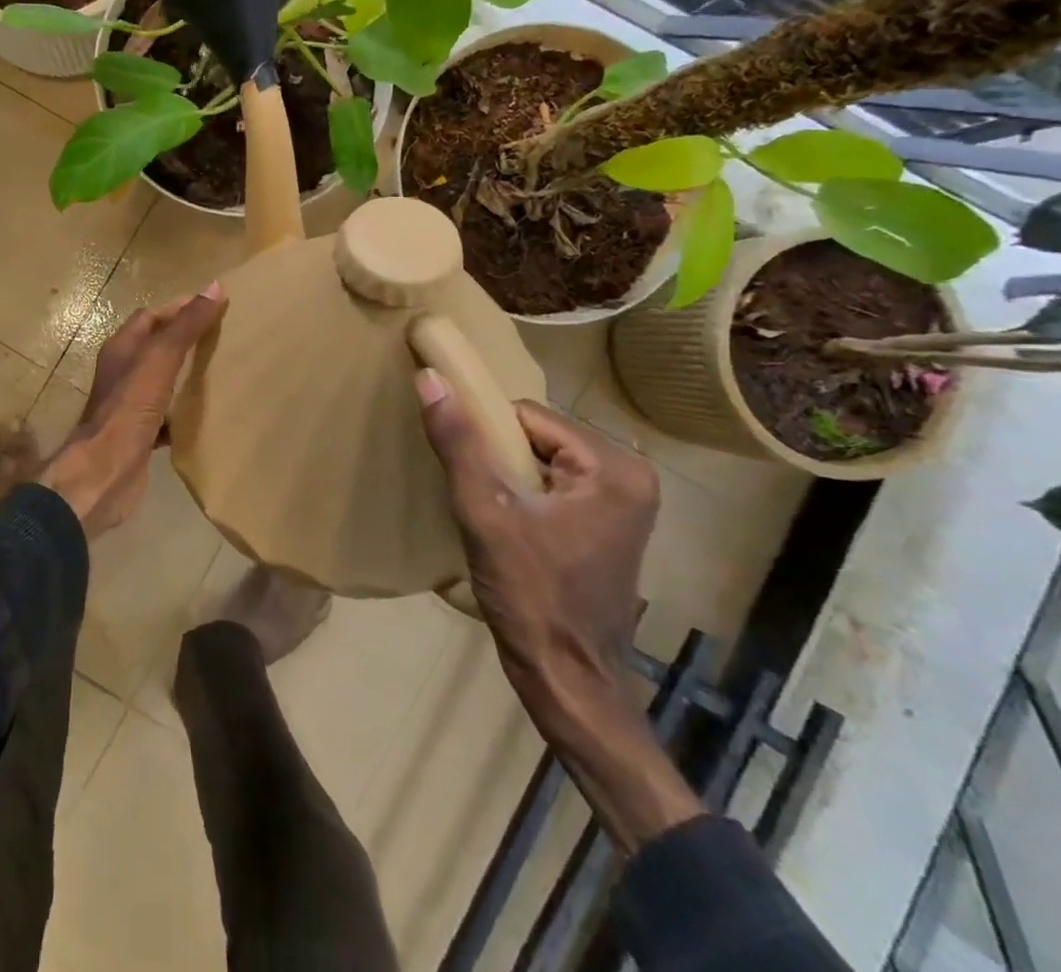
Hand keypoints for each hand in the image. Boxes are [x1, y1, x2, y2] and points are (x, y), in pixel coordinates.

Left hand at [42, 284, 226, 537]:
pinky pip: (166, 415)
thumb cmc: (128, 409)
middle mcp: (122, 373)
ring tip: (222, 371)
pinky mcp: (140, 435)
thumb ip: (185, 326)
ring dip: (186, 374)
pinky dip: (185, 410)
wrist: (104, 474)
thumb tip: (214, 288)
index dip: (179, 308)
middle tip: (224, 337)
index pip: (151, 316)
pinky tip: (208, 414)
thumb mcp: (159, 360)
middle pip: (156, 347)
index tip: (215, 306)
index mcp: (121, 349)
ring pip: (161, 381)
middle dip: (186, 340)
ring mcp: (129, 406)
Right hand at [415, 370, 657, 734]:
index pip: (527, 415)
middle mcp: (629, 478)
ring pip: (540, 460)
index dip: (486, 435)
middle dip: (498, 457)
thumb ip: (458, 443)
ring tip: (487, 512)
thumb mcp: (485, 513)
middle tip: (477, 496)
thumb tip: (431, 378)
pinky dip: (522, 496)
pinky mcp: (607, 527)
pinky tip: (505, 526)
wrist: (569, 681)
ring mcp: (623, 504)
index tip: (464, 467)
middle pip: (536, 436)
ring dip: (506, 477)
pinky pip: (552, 486)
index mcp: (613, 467)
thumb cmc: (531, 595)